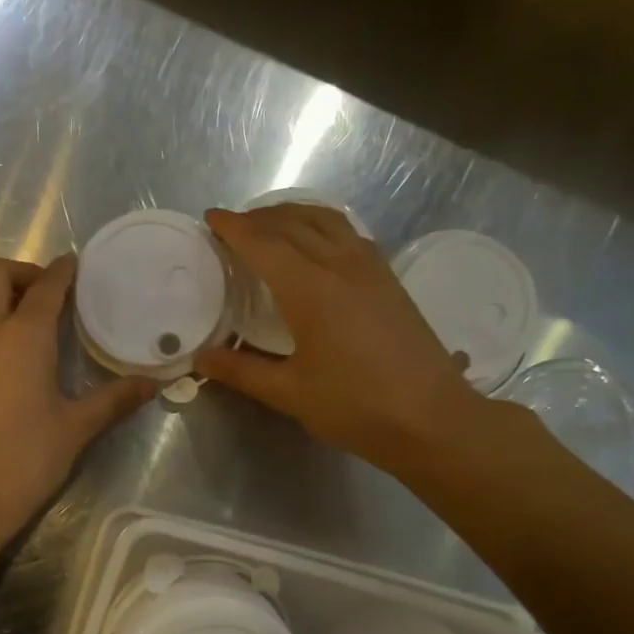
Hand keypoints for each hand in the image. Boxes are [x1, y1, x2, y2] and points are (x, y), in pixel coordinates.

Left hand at [0, 255, 154, 549]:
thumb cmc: (24, 459)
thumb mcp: (76, 428)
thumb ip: (114, 400)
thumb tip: (152, 384)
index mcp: (23, 336)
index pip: (45, 286)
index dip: (63, 271)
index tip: (78, 265)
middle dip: (24, 271)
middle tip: (54, 293)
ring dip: (5, 296)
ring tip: (41, 321)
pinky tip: (20, 355)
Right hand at [195, 205, 498, 475]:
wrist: (431, 418)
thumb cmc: (356, 407)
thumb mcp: (290, 393)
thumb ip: (243, 371)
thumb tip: (202, 359)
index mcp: (310, 290)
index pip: (263, 244)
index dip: (234, 228)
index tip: (211, 217)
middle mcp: (341, 266)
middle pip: (294, 223)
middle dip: (259, 217)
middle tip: (234, 225)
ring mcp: (371, 269)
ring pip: (327, 220)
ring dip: (294, 214)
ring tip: (272, 224)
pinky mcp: (390, 280)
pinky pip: (350, 234)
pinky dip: (323, 225)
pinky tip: (318, 244)